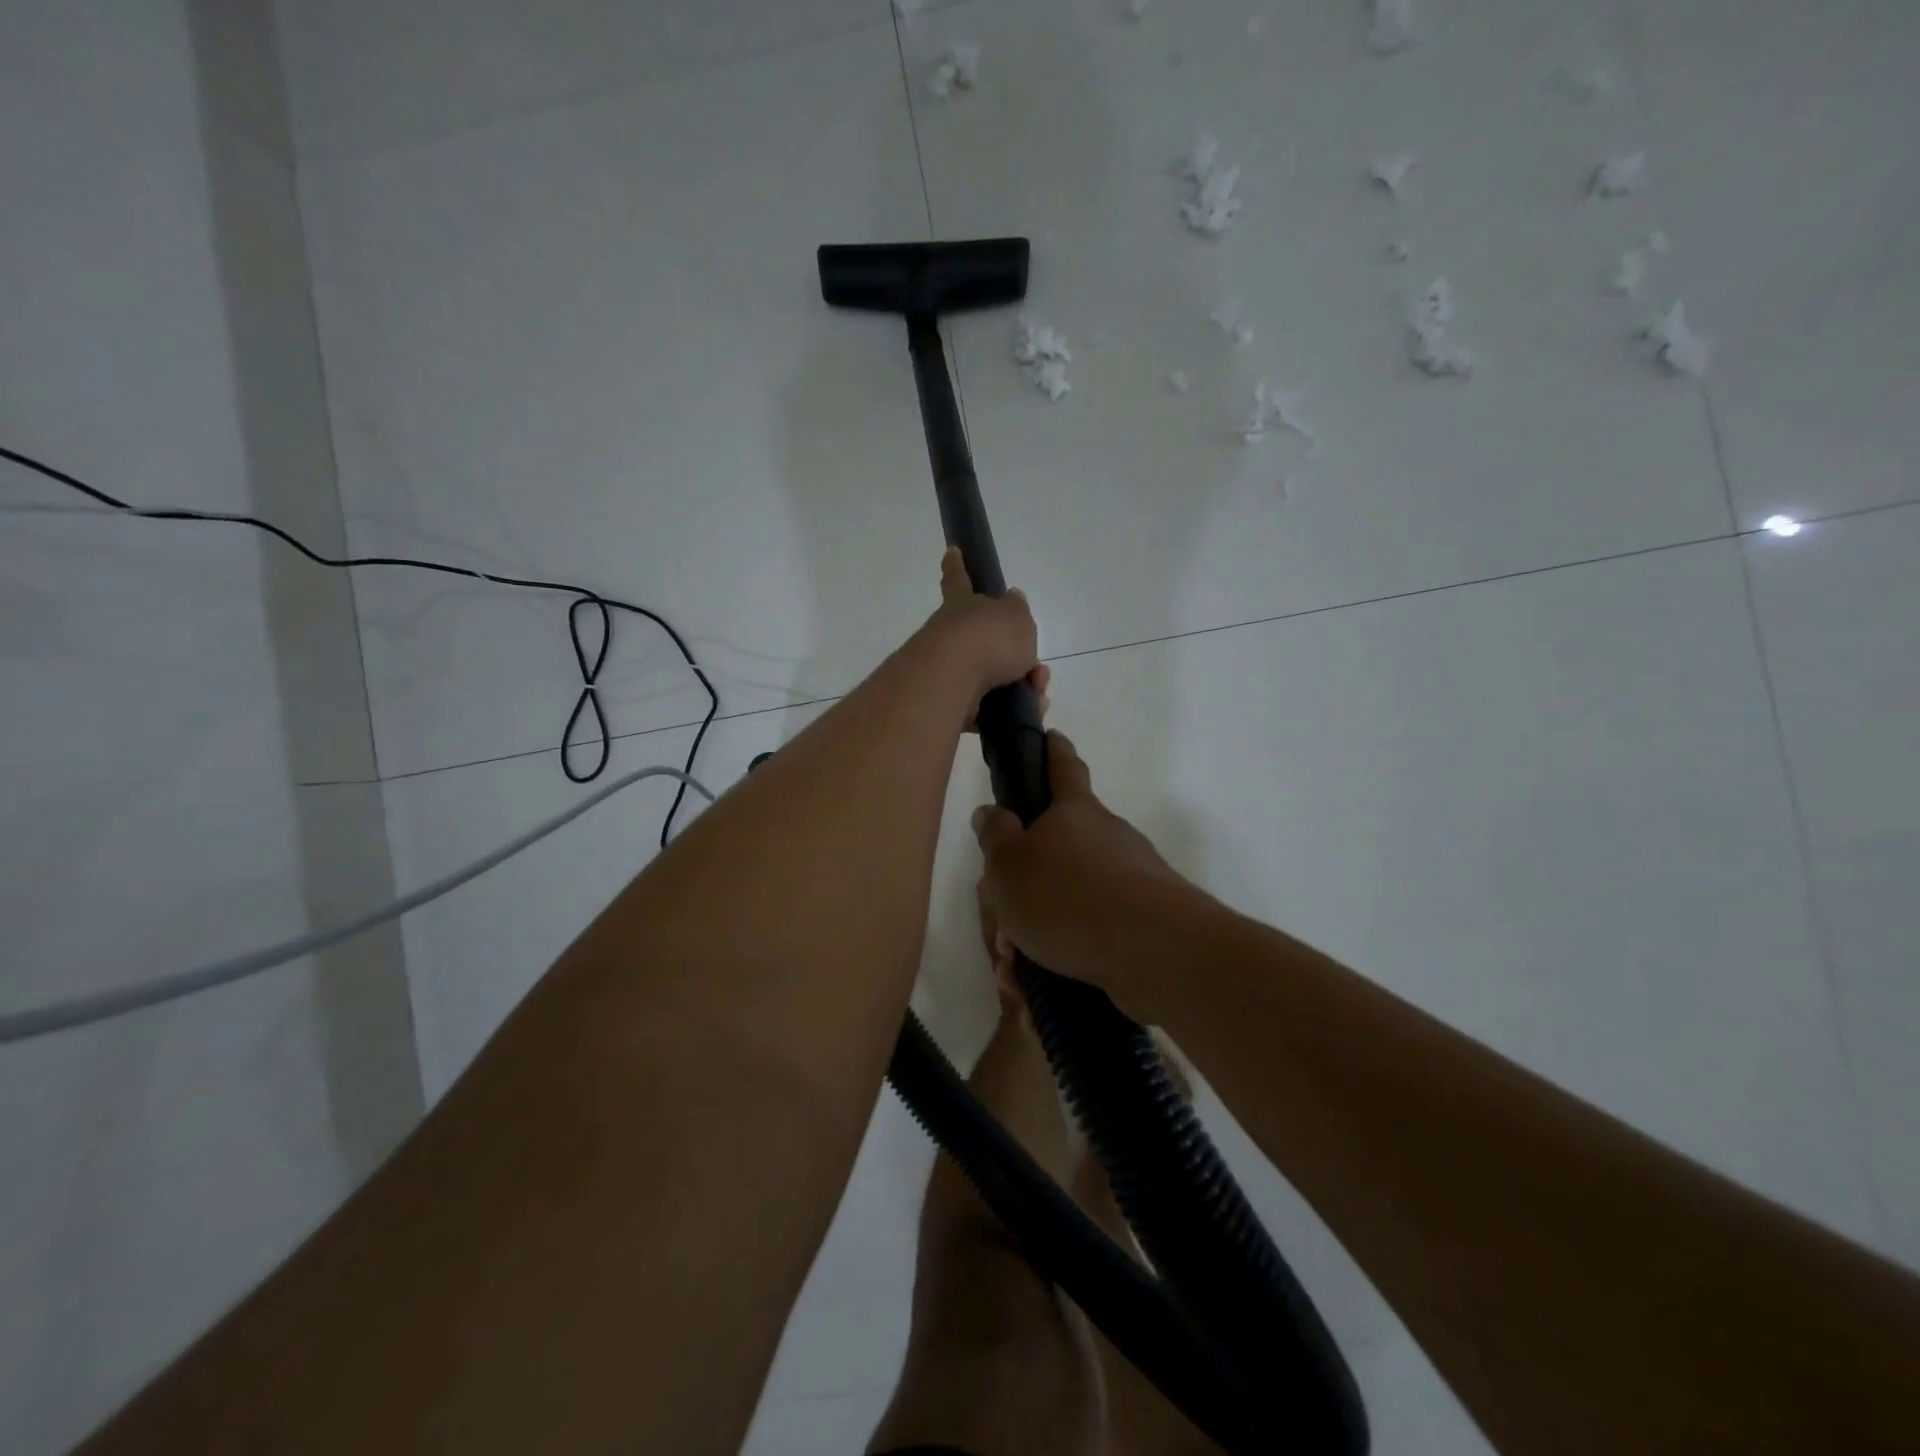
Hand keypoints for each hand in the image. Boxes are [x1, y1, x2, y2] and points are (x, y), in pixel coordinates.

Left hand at [922, 548, 1048, 727]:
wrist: (953, 680)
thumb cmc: (987, 638)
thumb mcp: (1016, 616)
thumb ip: (1016, 610)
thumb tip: (1011, 601)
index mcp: (963, 605)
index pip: (959, 579)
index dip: (958, 566)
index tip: (951, 551)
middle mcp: (950, 635)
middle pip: (985, 642)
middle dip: (1015, 657)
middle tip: (1035, 672)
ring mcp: (948, 671)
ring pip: (991, 679)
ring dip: (1020, 688)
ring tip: (1035, 695)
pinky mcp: (950, 704)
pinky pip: (985, 709)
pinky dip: (1006, 713)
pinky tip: (1023, 715)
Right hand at [972, 730, 1192, 1007]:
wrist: (1153, 952)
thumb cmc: (1067, 896)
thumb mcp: (1008, 865)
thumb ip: (995, 836)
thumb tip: (991, 812)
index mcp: (1075, 813)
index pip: (1063, 767)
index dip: (1053, 750)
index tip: (1050, 736)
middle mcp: (1109, 837)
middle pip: (1062, 845)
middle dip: (1029, 876)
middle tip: (1002, 911)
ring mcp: (1132, 879)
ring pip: (1071, 897)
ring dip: (1039, 926)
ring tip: (1013, 963)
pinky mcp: (1144, 922)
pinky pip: (1090, 933)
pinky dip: (1061, 953)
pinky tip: (1039, 986)